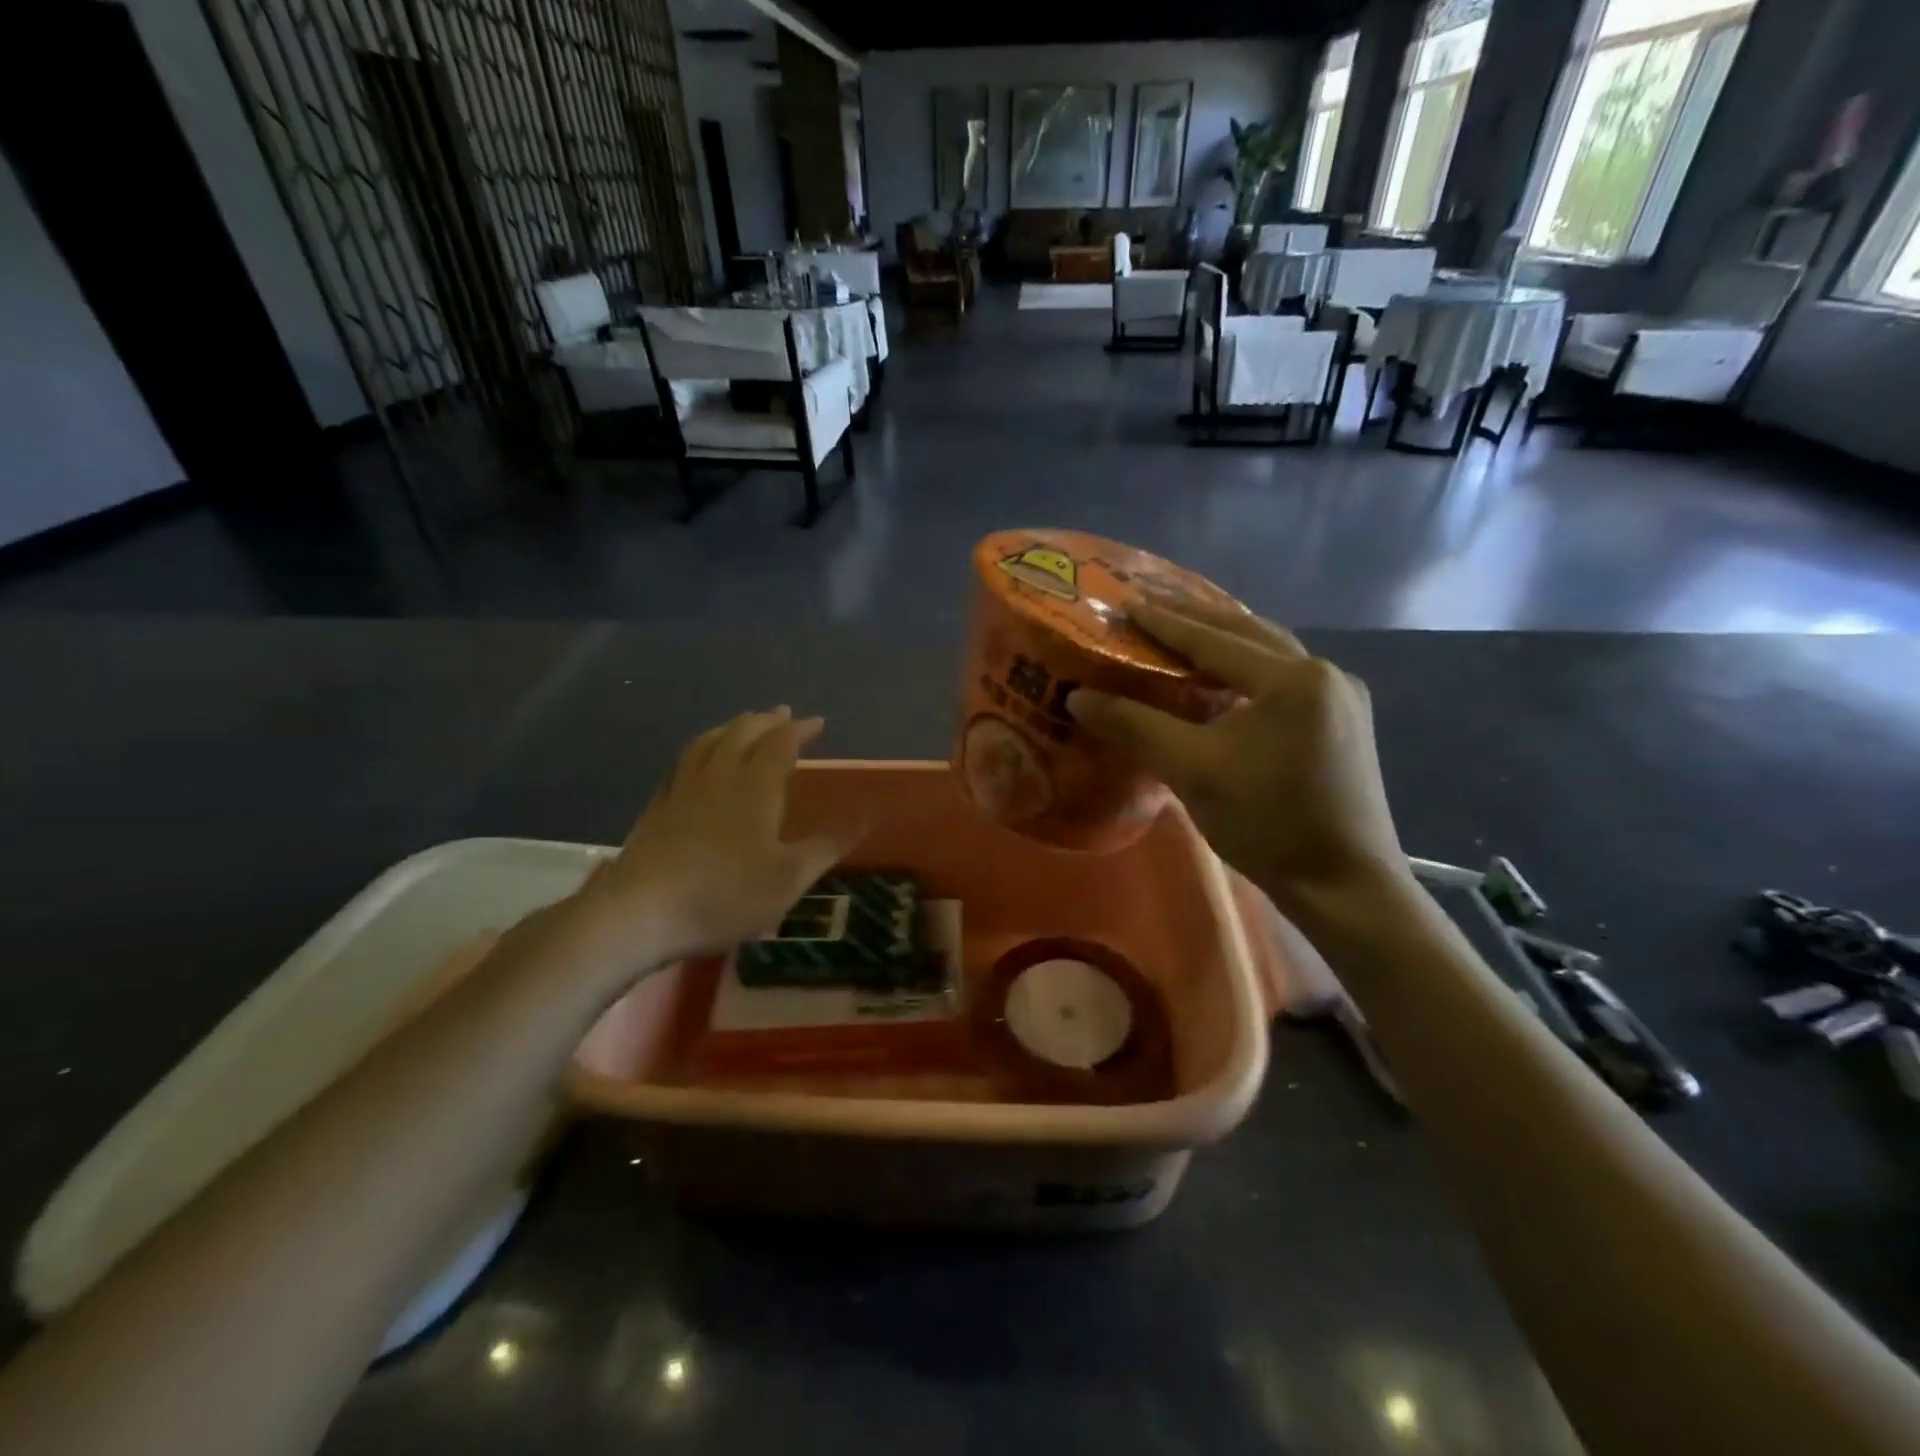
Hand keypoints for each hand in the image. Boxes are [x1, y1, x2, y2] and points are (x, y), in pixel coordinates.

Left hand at [574, 708, 860, 968]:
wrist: (640, 913)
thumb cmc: (725, 895)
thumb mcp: (789, 877)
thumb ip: (828, 844)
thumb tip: (868, 812)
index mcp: (755, 787)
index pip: (781, 743)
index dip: (800, 729)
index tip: (817, 722)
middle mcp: (719, 777)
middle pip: (742, 734)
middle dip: (765, 721)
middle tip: (781, 713)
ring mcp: (682, 790)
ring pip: (708, 743)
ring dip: (730, 728)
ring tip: (741, 724)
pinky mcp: (658, 809)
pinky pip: (682, 765)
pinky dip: (699, 752)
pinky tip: (697, 765)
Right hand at [1068, 599, 1409, 912]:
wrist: (1344, 885)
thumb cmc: (1267, 823)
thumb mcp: (1192, 770)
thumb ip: (1135, 726)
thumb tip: (1079, 696)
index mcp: (1291, 679)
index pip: (1215, 640)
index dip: (1166, 622)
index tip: (1128, 603)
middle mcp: (1324, 674)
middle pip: (1250, 633)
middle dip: (1199, 618)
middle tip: (1154, 604)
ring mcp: (1342, 698)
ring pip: (1272, 654)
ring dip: (1228, 640)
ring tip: (1187, 629)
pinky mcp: (1346, 724)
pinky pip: (1287, 678)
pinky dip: (1250, 667)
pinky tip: (1229, 677)